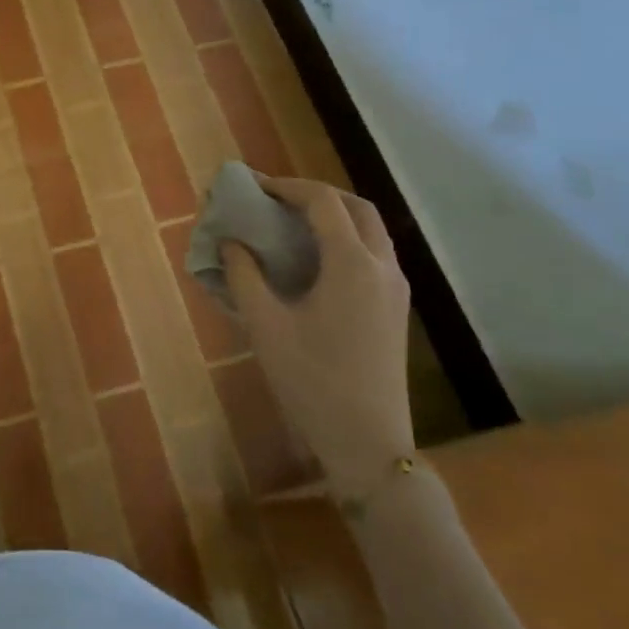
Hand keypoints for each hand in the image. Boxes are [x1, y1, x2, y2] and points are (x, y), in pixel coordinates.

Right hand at [221, 177, 414, 486]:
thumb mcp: (265, 325)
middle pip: (356, 207)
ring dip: (336, 215)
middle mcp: (382, 267)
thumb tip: (232, 242)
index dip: (287, 186)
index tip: (254, 187)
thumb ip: (244, 275)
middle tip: (278, 199)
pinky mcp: (396, 309)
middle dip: (317, 194)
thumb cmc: (311, 380)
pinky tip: (317, 260)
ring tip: (295, 222)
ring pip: (372, 230)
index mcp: (352, 264)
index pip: (323, 202)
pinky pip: (375, 254)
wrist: (368, 442)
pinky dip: (347, 239)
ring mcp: (396, 289)